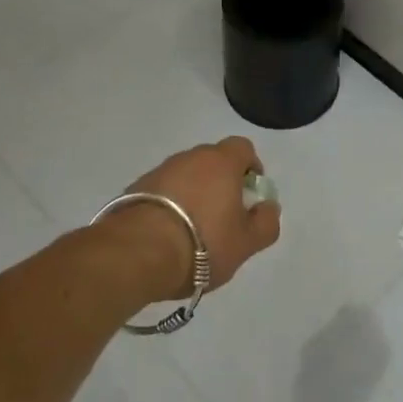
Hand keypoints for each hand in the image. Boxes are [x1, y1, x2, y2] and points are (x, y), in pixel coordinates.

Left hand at [111, 136, 281, 300]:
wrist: (135, 254)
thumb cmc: (203, 244)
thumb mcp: (246, 243)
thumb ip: (265, 222)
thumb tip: (268, 207)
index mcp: (221, 162)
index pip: (243, 148)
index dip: (250, 167)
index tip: (249, 193)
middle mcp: (190, 157)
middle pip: (212, 161)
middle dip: (221, 182)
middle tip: (223, 215)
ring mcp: (159, 171)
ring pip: (185, 176)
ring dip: (192, 194)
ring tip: (192, 230)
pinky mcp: (134, 189)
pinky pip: (161, 191)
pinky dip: (168, 205)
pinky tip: (167, 234)